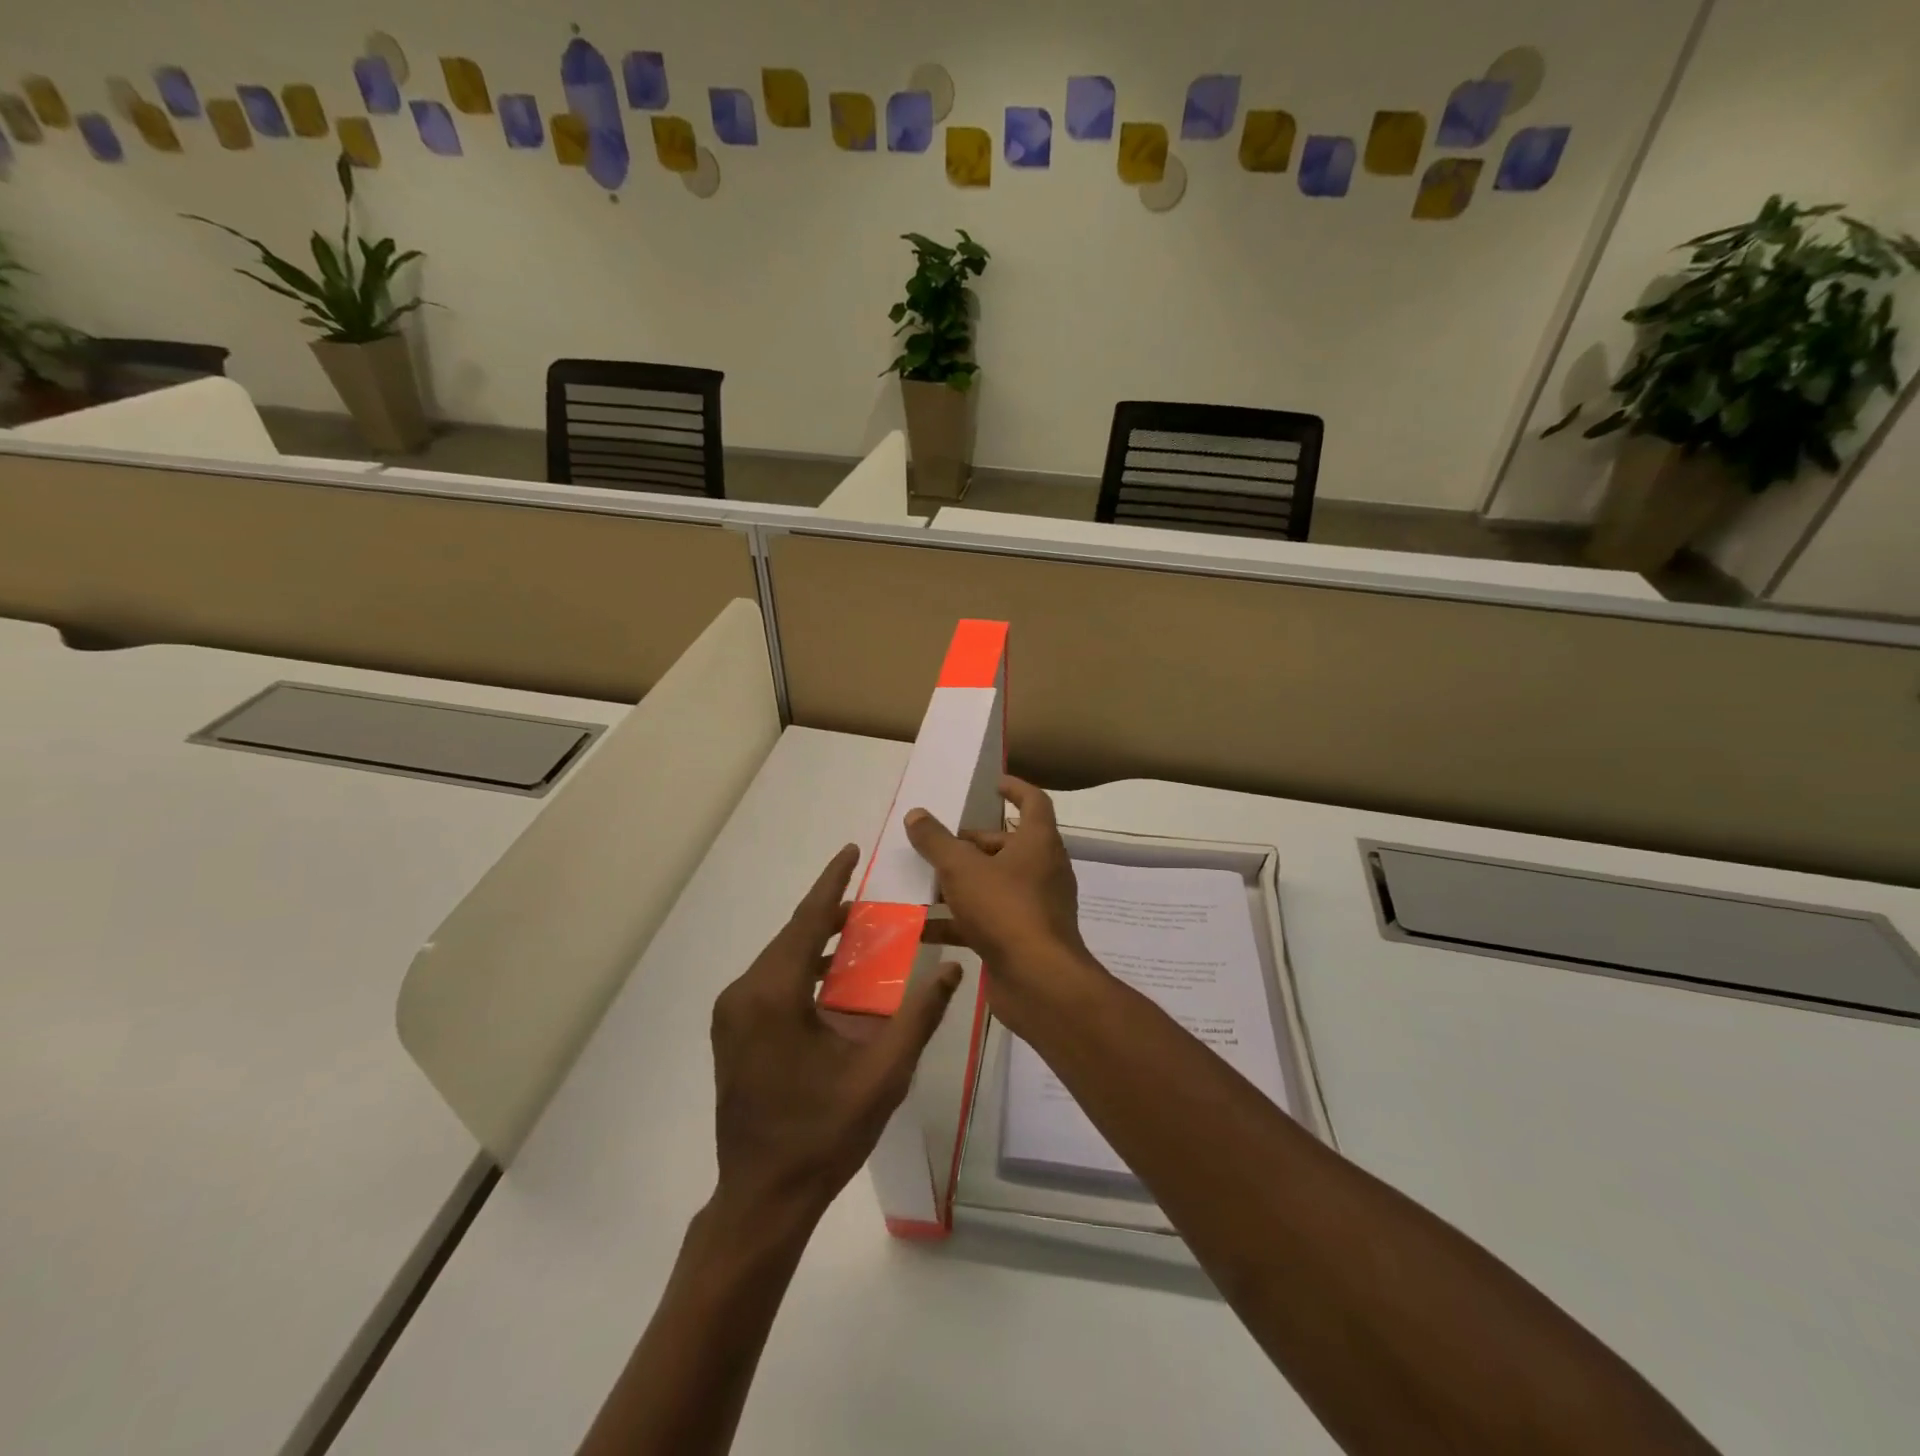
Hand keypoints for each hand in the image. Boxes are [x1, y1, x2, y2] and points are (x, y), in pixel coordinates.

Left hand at [709, 845, 960, 1228]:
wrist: (762, 1198)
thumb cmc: (823, 1135)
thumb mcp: (882, 1075)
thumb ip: (919, 1017)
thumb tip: (952, 969)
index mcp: (774, 995)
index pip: (807, 921)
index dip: (831, 882)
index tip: (851, 850)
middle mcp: (744, 995)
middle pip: (793, 937)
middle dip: (830, 913)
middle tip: (871, 901)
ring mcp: (732, 1015)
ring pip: (780, 959)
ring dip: (817, 943)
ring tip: (859, 935)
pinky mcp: (733, 1033)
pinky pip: (771, 983)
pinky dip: (802, 970)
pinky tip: (833, 981)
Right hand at [904, 777, 1103, 1036]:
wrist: (1039, 982)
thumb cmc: (1006, 910)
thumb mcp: (962, 869)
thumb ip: (936, 841)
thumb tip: (916, 814)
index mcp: (1038, 842)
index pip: (1033, 802)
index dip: (1014, 789)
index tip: (992, 785)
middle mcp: (1041, 869)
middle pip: (1005, 845)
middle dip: (968, 845)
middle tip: (933, 846)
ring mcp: (1034, 906)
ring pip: (992, 884)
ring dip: (958, 883)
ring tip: (919, 883)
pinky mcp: (1022, 938)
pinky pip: (986, 919)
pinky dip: (957, 920)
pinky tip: (921, 927)